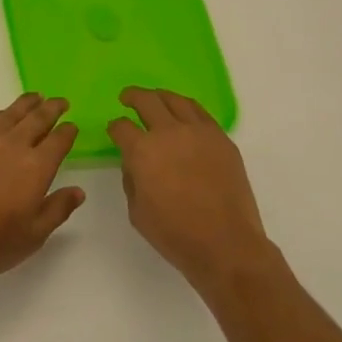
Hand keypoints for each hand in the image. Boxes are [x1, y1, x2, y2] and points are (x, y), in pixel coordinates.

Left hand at [0, 94, 85, 283]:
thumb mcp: (33, 235)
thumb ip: (57, 209)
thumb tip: (78, 191)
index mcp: (37, 167)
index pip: (59, 140)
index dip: (68, 131)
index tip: (72, 126)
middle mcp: (15, 144)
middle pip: (38, 118)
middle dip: (52, 108)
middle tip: (60, 102)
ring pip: (12, 112)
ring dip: (28, 103)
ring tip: (36, 97)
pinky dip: (1, 112)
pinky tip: (2, 115)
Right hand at [109, 88, 273, 295]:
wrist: (226, 244)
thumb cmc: (176, 234)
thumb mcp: (137, 212)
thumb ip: (131, 179)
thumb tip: (134, 161)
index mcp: (143, 150)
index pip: (122, 127)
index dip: (115, 127)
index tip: (115, 130)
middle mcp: (169, 132)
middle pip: (147, 100)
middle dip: (133, 97)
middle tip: (127, 98)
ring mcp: (198, 132)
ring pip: (176, 100)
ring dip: (160, 96)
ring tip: (156, 99)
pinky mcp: (221, 138)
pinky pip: (201, 112)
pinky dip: (187, 108)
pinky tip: (184, 113)